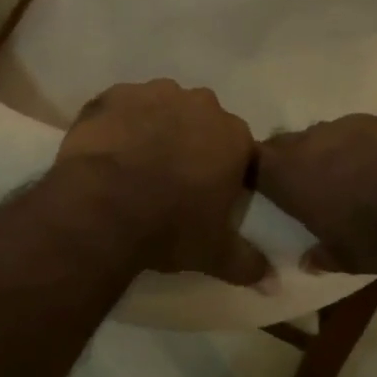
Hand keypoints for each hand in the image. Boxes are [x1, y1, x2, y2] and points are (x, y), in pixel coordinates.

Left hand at [58, 81, 268, 285]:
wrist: (103, 208)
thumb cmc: (169, 227)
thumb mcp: (214, 253)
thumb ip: (248, 263)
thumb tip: (274, 283)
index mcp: (233, 136)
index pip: (237, 149)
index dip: (222, 169)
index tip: (206, 191)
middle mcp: (200, 104)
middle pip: (200, 122)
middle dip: (190, 142)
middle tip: (170, 177)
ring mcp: (155, 93)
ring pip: (161, 107)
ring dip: (154, 127)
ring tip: (134, 163)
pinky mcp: (114, 94)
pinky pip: (121, 106)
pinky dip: (118, 123)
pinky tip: (107, 150)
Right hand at [255, 115, 376, 276]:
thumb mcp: (348, 259)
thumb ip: (321, 255)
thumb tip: (308, 260)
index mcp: (291, 173)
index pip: (254, 163)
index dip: (257, 174)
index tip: (267, 191)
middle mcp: (313, 140)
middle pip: (288, 143)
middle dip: (292, 162)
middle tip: (307, 187)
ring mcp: (350, 123)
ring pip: (326, 135)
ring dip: (331, 153)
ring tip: (352, 178)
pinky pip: (363, 131)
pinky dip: (367, 147)